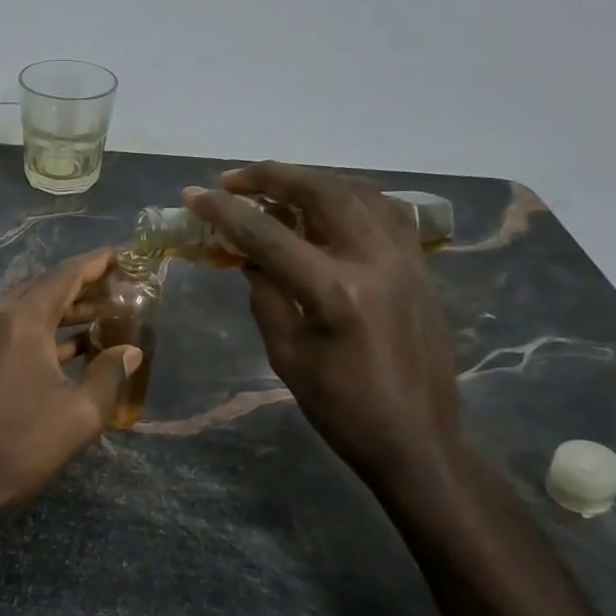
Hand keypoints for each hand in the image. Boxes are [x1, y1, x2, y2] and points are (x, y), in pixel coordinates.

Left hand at [0, 249, 142, 516]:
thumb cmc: (24, 446)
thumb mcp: (81, 413)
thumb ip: (110, 372)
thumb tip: (130, 351)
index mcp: (20, 320)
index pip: (65, 275)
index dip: (97, 263)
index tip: (125, 254)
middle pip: (45, 287)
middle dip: (84, 285)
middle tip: (122, 287)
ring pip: (29, 307)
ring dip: (66, 309)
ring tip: (107, 312)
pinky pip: (15, 327)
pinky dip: (45, 329)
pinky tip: (75, 343)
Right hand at [184, 164, 461, 488]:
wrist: (417, 438)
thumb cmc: (342, 408)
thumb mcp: (287, 355)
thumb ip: (266, 296)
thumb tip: (251, 257)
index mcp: (333, 290)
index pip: (267, 234)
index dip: (225, 211)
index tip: (193, 195)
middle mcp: (373, 259)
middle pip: (319, 192)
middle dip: (271, 177)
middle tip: (234, 180)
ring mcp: (405, 257)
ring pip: (357, 191)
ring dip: (311, 180)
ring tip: (277, 185)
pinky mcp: (421, 265)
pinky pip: (385, 210)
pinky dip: (351, 196)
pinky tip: (330, 204)